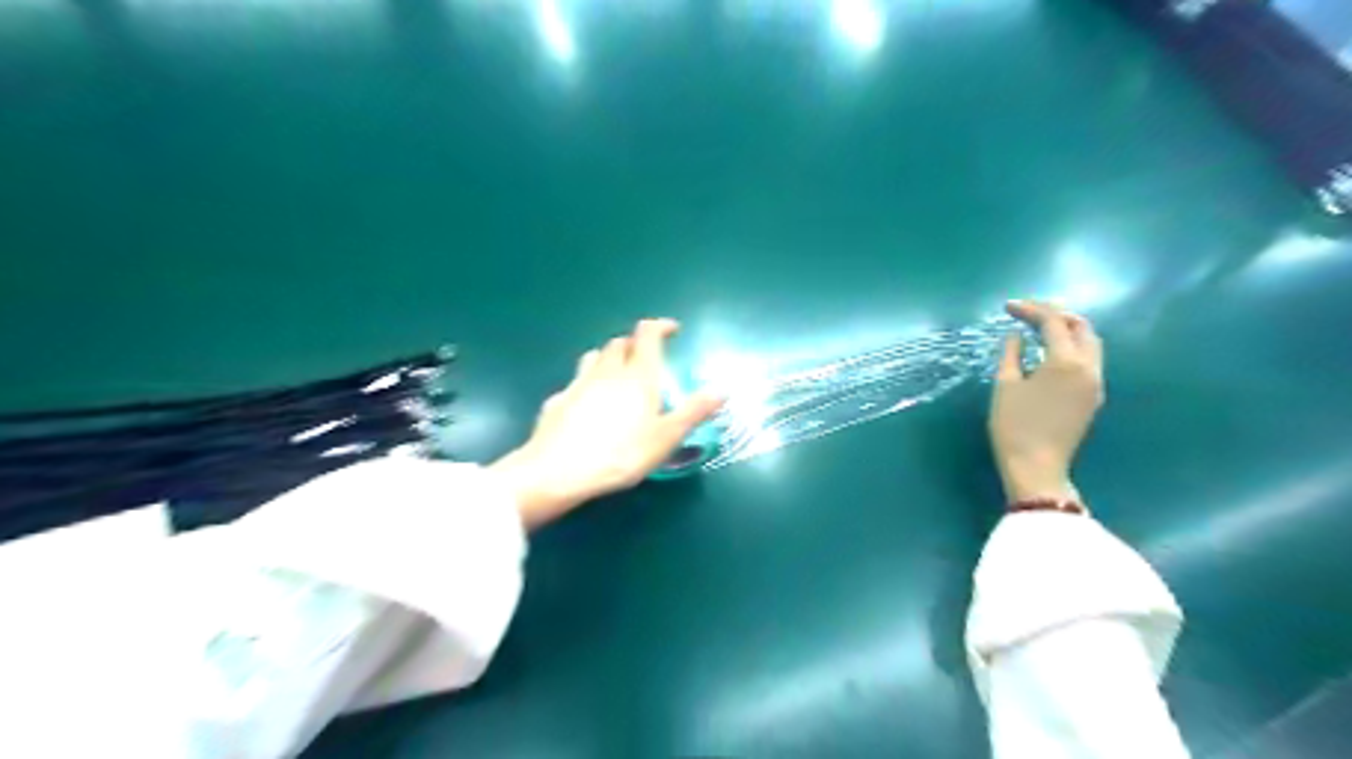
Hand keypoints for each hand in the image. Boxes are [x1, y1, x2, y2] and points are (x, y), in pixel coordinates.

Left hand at [492, 316, 723, 528]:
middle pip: (619, 343)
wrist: (560, 470)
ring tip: (617, 373)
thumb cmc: (621, 454)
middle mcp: (607, 371)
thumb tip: (721, 390)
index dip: (660, 326)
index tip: (672, 330)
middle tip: (646, 358)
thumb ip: (694, 411)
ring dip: (609, 358)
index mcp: (638, 375)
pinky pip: (576, 382)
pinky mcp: (557, 400)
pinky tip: (588, 403)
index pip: (647, 334)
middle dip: (634, 343)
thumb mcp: (667, 437)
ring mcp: (578, 383)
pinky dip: (587, 383)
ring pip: (594, 357)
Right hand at [990, 298, 1102, 504]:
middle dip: (1056, 314)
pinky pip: (1089, 360)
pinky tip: (1051, 351)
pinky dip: (1072, 347)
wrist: (1037, 467)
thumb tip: (1016, 336)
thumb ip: (1012, 354)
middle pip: (1081, 327)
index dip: (1030, 310)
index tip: (1007, 307)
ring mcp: (1096, 383)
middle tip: (1028, 312)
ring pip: (1090, 343)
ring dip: (1068, 329)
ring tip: (1040, 327)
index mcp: (1065, 361)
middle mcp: (1089, 367)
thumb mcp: (1005, 386)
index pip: (1052, 322)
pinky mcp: (1093, 397)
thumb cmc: (1014, 426)